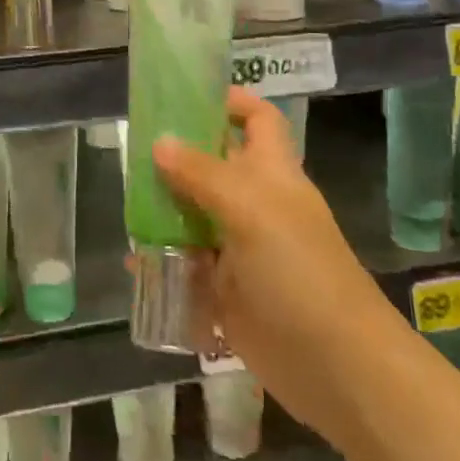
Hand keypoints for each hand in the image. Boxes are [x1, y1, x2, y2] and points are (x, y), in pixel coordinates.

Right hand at [154, 89, 378, 433]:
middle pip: (213, 167)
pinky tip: (135, 265)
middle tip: (131, 154)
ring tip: (124, 207)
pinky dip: (162, 263)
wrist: (334, 365)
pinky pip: (187, 267)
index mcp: (272, 175)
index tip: (184, 95)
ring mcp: (240, 249)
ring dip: (162, 213)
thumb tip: (159, 142)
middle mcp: (256, 205)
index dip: (229, 101)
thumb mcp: (251, 210)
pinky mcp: (226, 291)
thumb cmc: (299, 271)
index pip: (257, 120)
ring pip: (194, 217)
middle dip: (175, 158)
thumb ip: (202, 174)